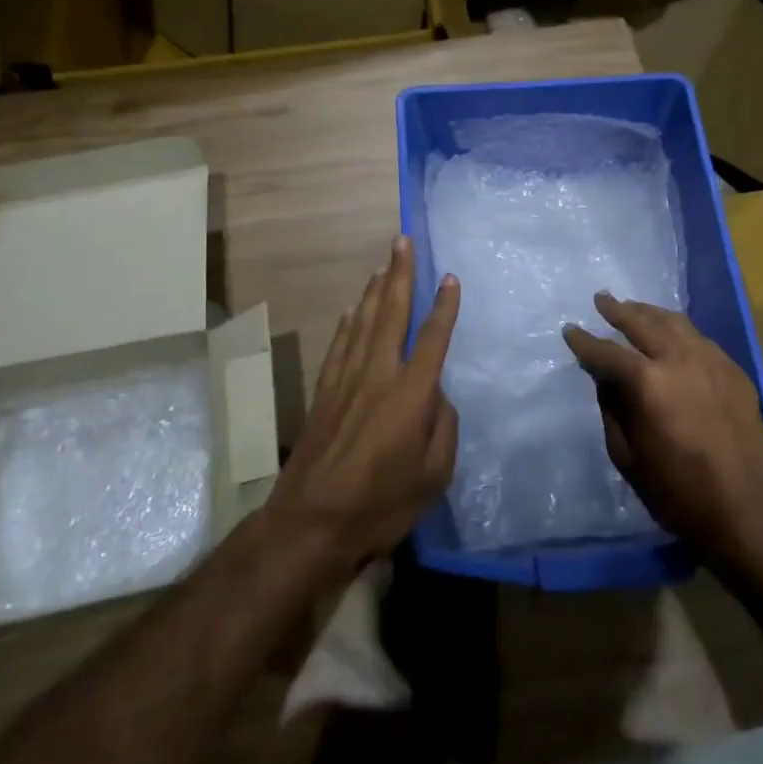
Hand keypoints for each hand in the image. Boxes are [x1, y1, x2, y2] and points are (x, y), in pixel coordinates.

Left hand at [267, 235, 460, 575]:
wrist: (312, 523)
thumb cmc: (382, 504)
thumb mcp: (434, 475)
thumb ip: (443, 428)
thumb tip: (437, 397)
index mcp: (411, 394)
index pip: (432, 339)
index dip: (444, 307)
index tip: (450, 278)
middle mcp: (378, 375)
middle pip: (391, 314)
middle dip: (399, 274)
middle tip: (402, 240)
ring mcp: (346, 381)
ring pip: (363, 322)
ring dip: (374, 290)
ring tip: (383, 264)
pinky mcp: (325, 393)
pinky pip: (339, 346)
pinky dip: (348, 323)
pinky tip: (352, 309)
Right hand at [563, 293, 762, 566]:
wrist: (745, 513)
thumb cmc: (677, 492)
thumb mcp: (627, 456)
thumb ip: (612, 409)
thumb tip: (605, 378)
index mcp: (648, 382)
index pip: (607, 352)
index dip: (585, 341)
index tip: (570, 330)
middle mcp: (680, 359)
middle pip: (644, 322)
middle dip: (618, 310)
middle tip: (601, 299)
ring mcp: (713, 362)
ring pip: (676, 323)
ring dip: (650, 313)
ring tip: (634, 308)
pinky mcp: (735, 373)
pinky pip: (701, 339)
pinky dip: (680, 331)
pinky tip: (673, 335)